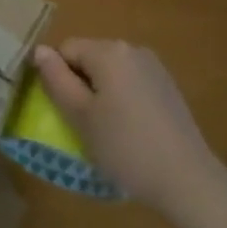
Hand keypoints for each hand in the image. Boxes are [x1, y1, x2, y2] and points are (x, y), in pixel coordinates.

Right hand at [32, 39, 226, 222]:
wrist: (186, 178)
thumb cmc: (125, 147)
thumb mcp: (80, 116)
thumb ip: (56, 79)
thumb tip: (40, 50)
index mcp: (109, 51)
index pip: (66, 49)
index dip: (57, 77)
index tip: (61, 110)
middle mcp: (133, 49)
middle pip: (90, 57)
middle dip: (79, 84)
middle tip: (81, 124)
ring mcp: (154, 67)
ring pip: (110, 72)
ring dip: (100, 93)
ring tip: (105, 130)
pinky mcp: (167, 86)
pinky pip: (131, 83)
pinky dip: (121, 99)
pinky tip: (129, 130)